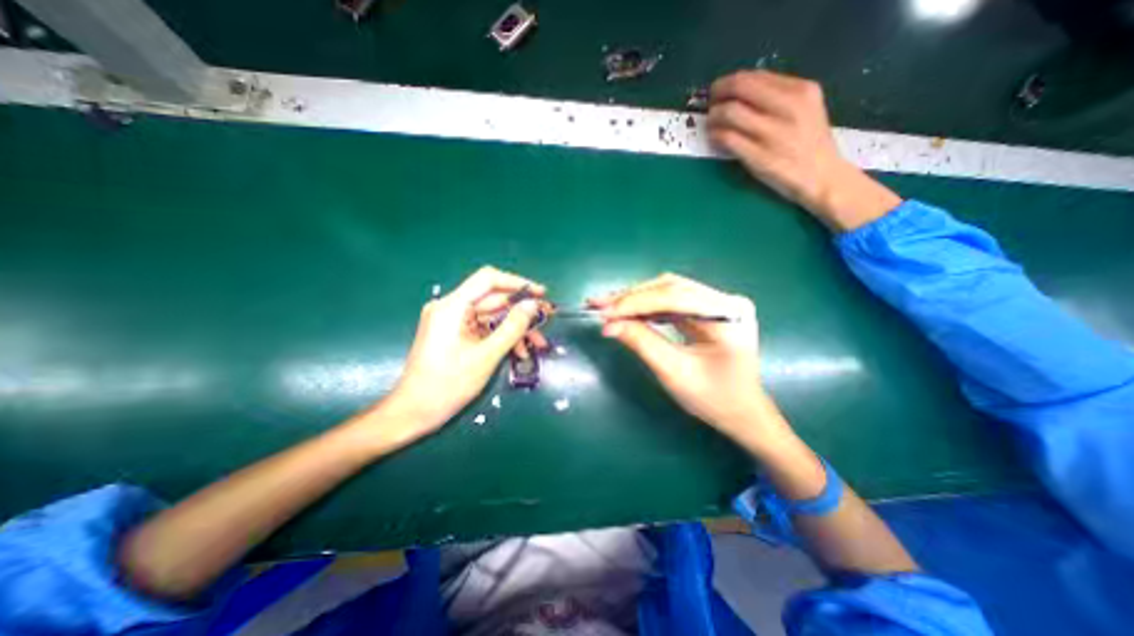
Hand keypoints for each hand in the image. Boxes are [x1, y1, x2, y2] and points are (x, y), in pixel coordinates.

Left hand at [373, 266, 543, 443]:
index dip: (517, 283)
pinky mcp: (455, 334)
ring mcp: (452, 322)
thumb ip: (512, 328)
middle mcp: (451, 308)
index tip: (540, 294)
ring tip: (538, 343)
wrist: (414, 412)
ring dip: (515, 329)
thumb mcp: (487, 356)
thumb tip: (533, 306)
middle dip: (521, 312)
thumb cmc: (448, 385)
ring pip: (492, 317)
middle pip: (493, 300)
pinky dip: (502, 337)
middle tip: (546, 321)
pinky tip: (519, 351)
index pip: (488, 279)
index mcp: (452, 307)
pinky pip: (484, 329)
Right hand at [593, 270, 790, 444]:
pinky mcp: (707, 309)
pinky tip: (627, 311)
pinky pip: (671, 301)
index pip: (674, 297)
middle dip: (631, 297)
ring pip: (667, 290)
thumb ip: (642, 343)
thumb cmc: (713, 398)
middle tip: (598, 305)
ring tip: (607, 306)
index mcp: (728, 315)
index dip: (635, 302)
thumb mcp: (674, 372)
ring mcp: (717, 302)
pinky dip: (646, 306)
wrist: (741, 412)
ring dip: (635, 299)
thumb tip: (609, 324)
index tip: (604, 312)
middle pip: (670, 287)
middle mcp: (726, 300)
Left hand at [705, 69, 905, 231]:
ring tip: (710, 123)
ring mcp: (773, 134)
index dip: (730, 81)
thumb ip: (778, 97)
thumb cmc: (810, 145)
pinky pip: (729, 138)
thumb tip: (741, 92)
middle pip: (740, 88)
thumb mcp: (805, 110)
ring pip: (731, 112)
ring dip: (713, 116)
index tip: (720, 91)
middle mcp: (788, 107)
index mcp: (801, 91)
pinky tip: (714, 138)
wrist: (822, 177)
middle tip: (710, 103)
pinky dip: (716, 135)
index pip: (755, 76)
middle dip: (718, 93)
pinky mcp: (759, 157)